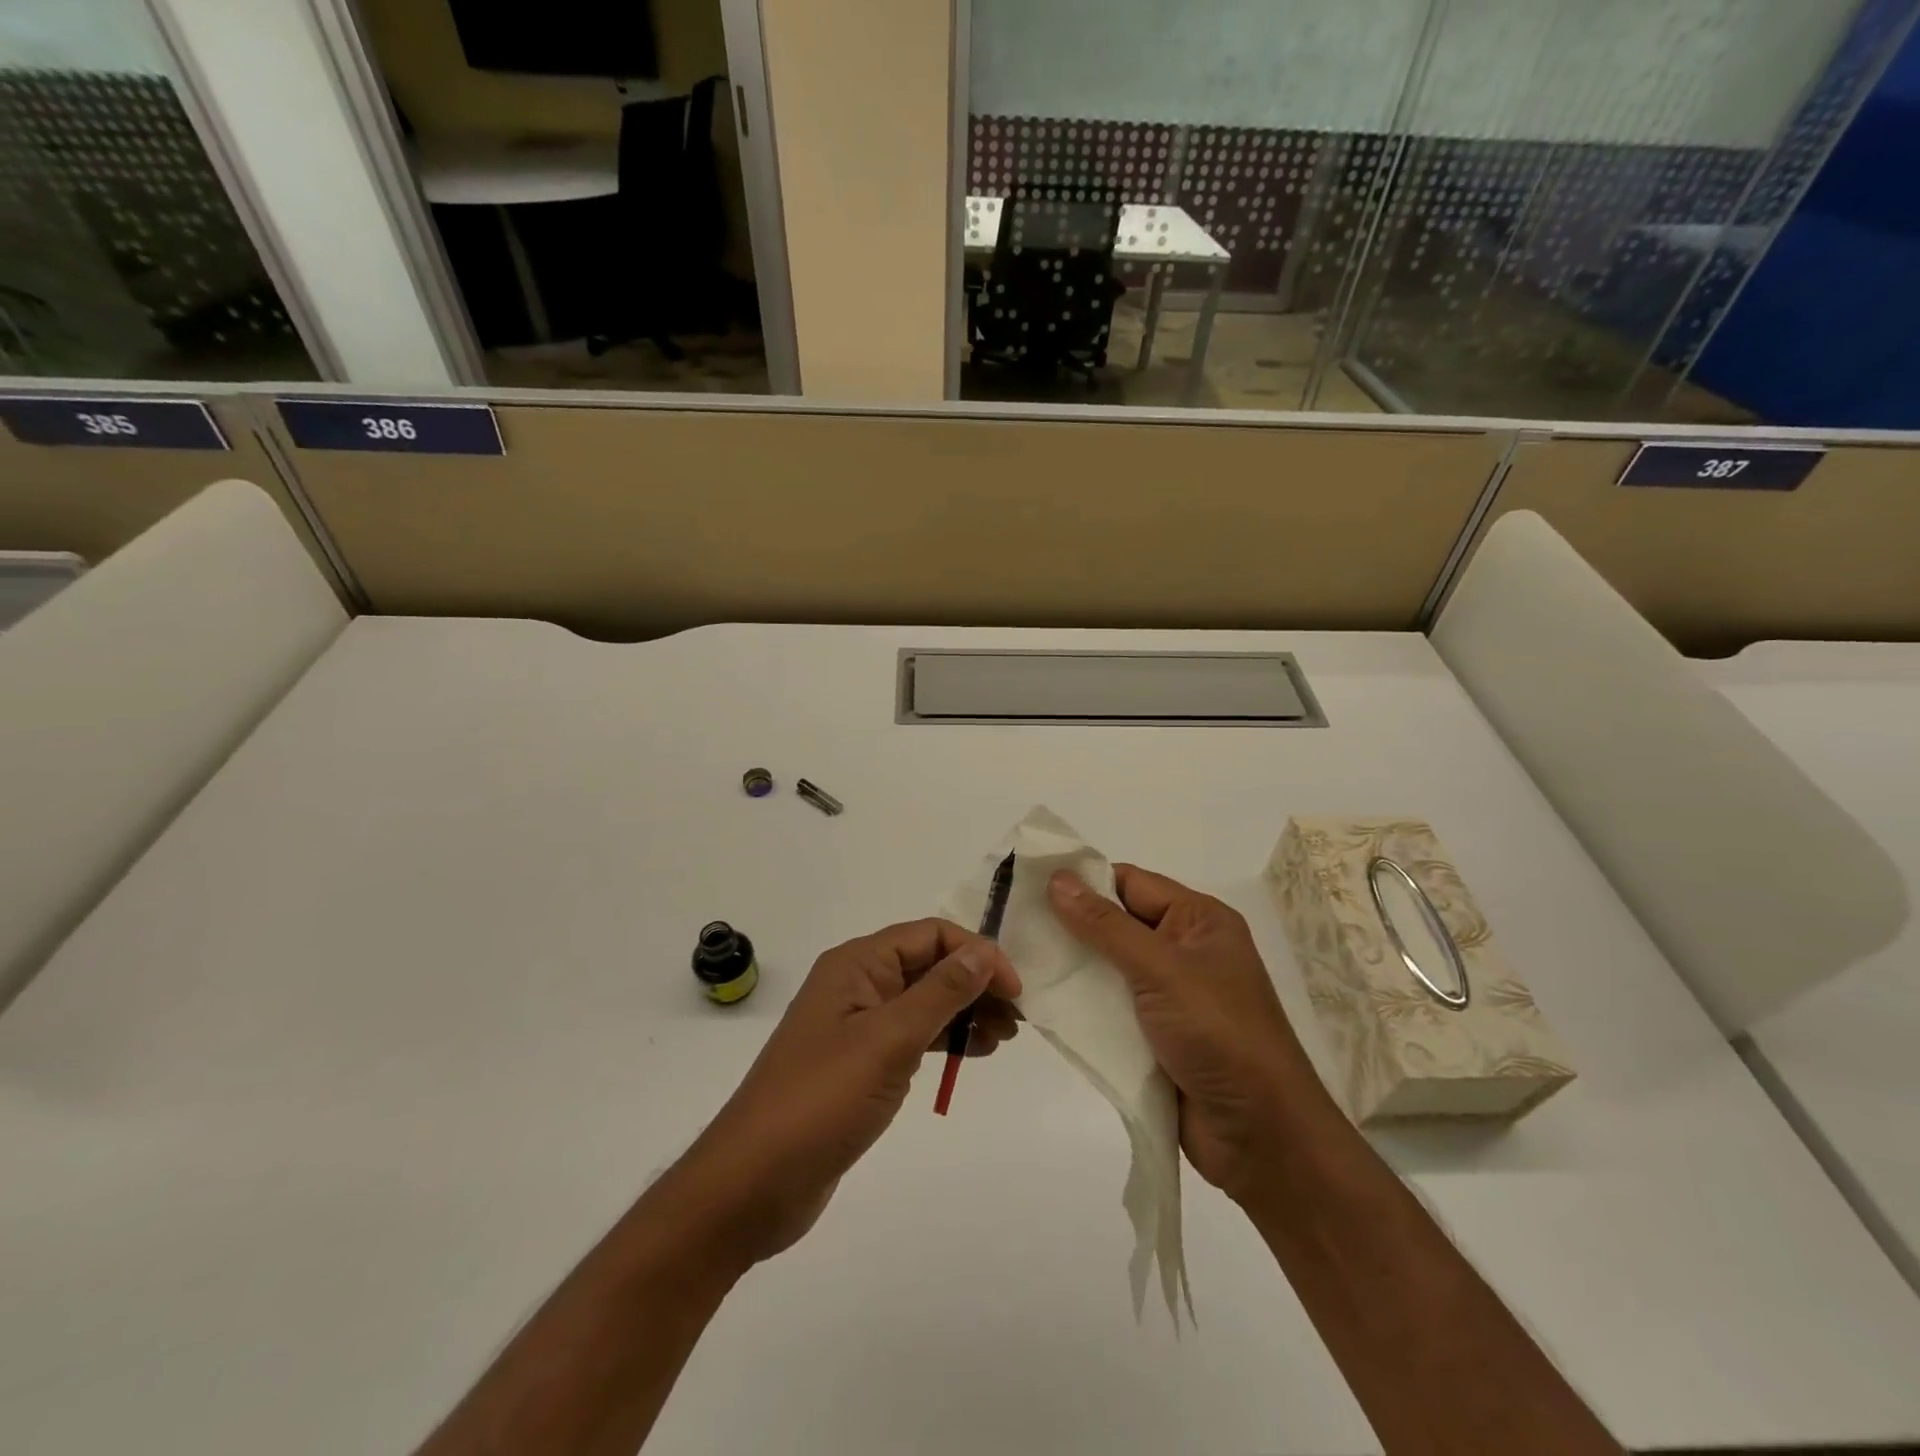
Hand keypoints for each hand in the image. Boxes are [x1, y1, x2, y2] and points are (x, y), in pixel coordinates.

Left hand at [677, 919, 1021, 1264]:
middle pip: (929, 965)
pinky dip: (944, 1039)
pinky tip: (971, 1055)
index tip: (1014, 990)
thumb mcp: (888, 1040)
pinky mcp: (859, 1063)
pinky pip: (912, 1035)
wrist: (753, 1183)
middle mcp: (857, 984)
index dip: (977, 954)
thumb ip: (939, 993)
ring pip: (924, 1001)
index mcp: (857, 964)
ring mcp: (857, 1025)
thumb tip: (982, 952)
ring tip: (1003, 1039)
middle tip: (1016, 1020)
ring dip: (965, 1012)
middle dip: (975, 984)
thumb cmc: (822, 1100)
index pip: (930, 935)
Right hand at [1048, 865, 1329, 1200]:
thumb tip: (1057, 879)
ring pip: (1108, 967)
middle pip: (1116, 924)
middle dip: (1069, 925)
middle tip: (1012, 923)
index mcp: (1199, 920)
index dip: (1083, 881)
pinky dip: (1080, 1004)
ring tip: (1015, 959)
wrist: (1261, 1137)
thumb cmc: (1218, 1034)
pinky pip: (1110, 1006)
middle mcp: (1184, 950)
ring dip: (1071, 967)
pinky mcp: (1154, 1035)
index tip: (1028, 885)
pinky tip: (1040, 1000)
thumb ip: (1106, 925)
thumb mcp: (1161, 969)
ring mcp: (1169, 995)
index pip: (1131, 883)